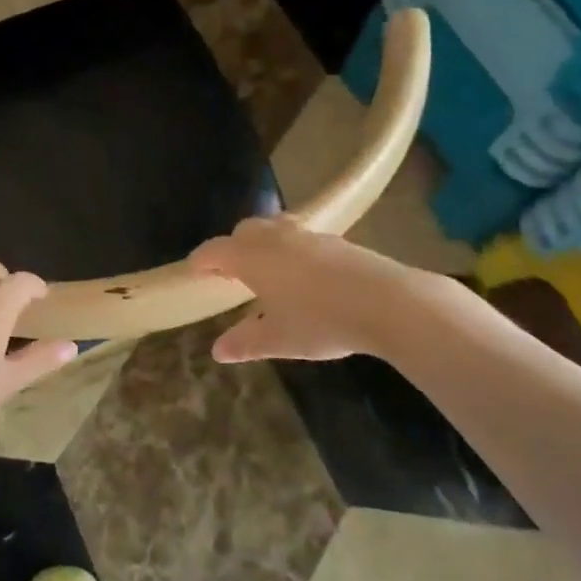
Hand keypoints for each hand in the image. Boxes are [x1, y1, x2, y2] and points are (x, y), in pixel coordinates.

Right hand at [189, 214, 446, 363]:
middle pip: (243, 231)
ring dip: (264, 245)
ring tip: (268, 272)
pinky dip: (292, 251)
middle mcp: (274, 238)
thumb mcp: (279, 339)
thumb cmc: (320, 321)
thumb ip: (246, 342)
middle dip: (232, 248)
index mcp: (251, 257)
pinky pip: (301, 238)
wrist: (387, 302)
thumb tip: (217, 351)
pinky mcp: (336, 241)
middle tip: (231, 274)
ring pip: (274, 229)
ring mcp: (307, 235)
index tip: (194, 272)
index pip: (214, 251)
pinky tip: (305, 277)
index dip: (201, 261)